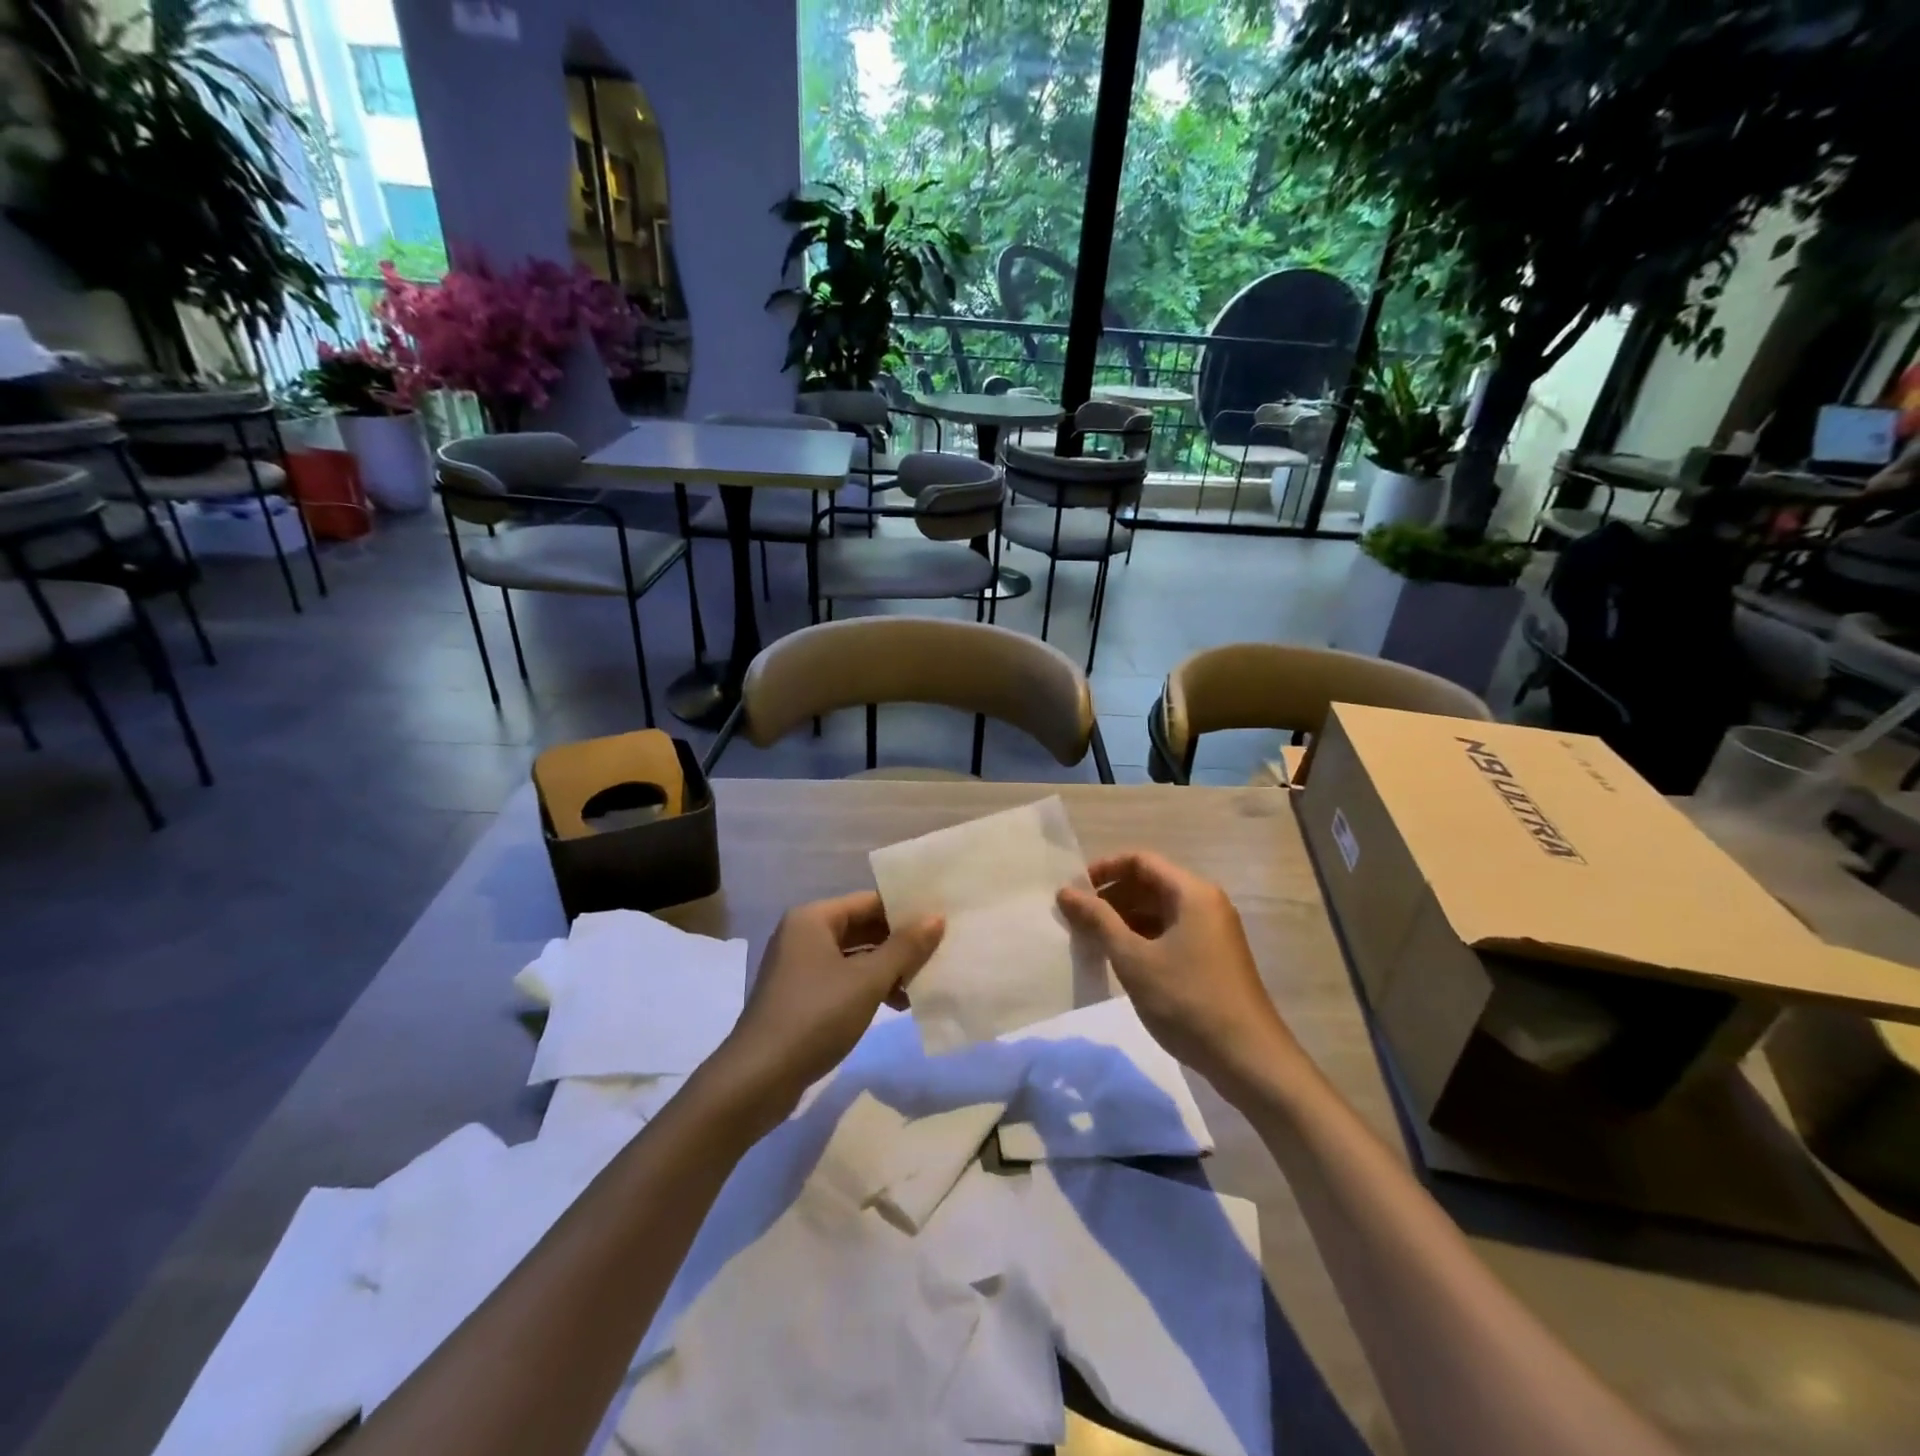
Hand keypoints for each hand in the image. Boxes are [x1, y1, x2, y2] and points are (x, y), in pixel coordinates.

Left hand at [716, 892, 942, 1116]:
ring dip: (889, 968)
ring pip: (855, 956)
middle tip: (940, 952)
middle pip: (863, 927)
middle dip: (900, 942)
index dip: (906, 910)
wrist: (758, 1078)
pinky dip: (870, 987)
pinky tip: (899, 1005)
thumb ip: (905, 947)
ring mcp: (800, 966)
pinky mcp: (801, 996)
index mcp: (814, 918)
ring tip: (925, 983)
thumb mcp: (868, 981)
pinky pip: (844, 979)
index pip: (870, 901)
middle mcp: (804, 934)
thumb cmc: (816, 1016)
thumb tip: (937, 918)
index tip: (942, 921)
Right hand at [1058, 851, 1300, 1094]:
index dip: (1103, 870)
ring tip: (1091, 941)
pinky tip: (1119, 960)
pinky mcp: (1212, 957)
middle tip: (1076, 920)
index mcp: (1192, 893)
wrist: (1248, 1059)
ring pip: (1158, 911)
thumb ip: (1098, 920)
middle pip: (1149, 884)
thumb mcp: (1134, 959)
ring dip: (1123, 920)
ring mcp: (1211, 931)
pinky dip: (1142, 938)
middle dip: (1110, 897)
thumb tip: (1066, 892)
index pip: (1140, 861)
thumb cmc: (1187, 1001)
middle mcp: (1205, 903)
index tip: (1074, 892)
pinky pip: (1170, 933)